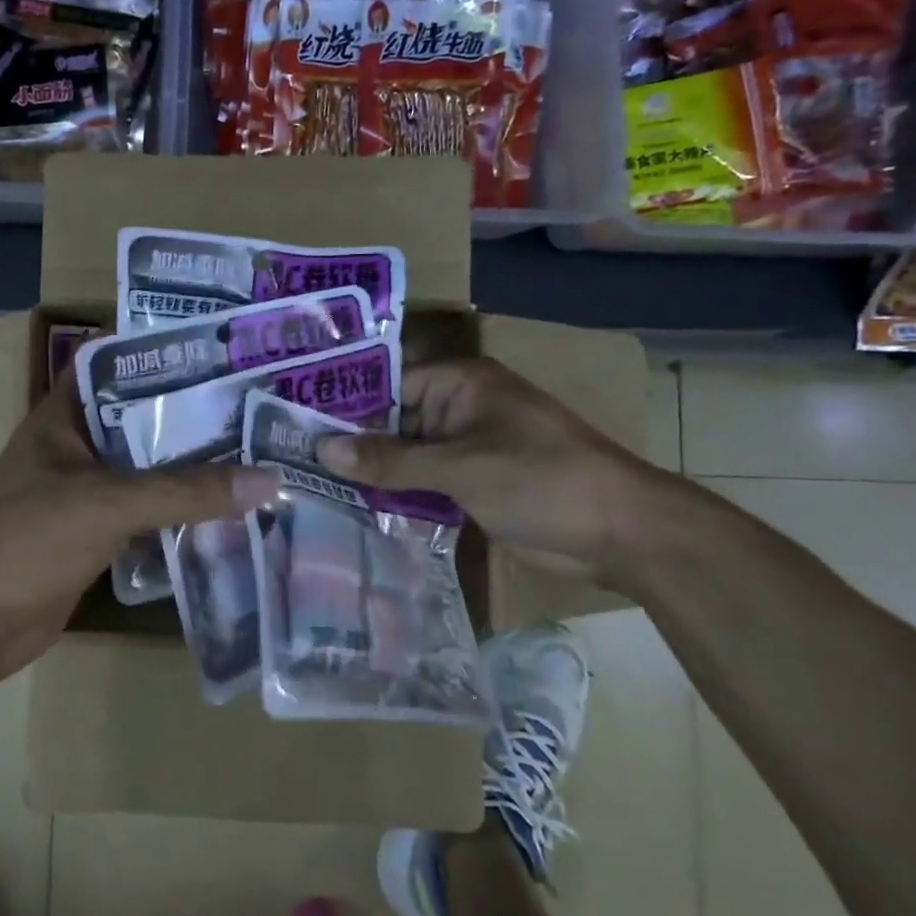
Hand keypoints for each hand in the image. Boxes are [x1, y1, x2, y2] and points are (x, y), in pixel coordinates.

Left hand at [0, 376, 277, 689]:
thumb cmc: (23, 540)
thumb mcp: (105, 503)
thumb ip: (184, 491)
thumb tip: (268, 479)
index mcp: (66, 417)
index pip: (120, 366)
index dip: (166, 355)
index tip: (224, 355)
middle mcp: (76, 449)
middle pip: (143, 423)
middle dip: (194, 419)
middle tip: (261, 410)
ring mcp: (83, 496)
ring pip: (148, 474)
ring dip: (192, 472)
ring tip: (259, 457)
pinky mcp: (93, 540)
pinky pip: (146, 519)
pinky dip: (180, 518)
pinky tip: (229, 516)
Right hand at [313, 357, 667, 573]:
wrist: (621, 533)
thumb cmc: (540, 479)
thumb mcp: (459, 467)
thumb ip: (390, 459)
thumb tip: (321, 450)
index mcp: (460, 383)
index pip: (387, 383)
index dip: (345, 403)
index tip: (296, 424)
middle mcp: (459, 408)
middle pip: (394, 420)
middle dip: (354, 442)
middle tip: (294, 460)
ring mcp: (468, 448)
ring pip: (408, 454)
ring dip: (375, 471)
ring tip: (312, 485)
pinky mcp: (475, 483)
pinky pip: (426, 481)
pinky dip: (400, 493)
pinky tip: (357, 509)